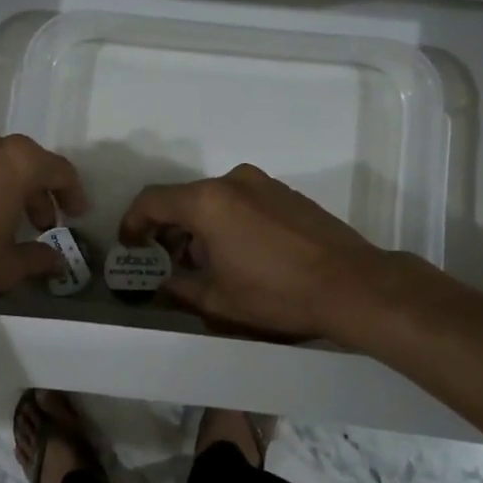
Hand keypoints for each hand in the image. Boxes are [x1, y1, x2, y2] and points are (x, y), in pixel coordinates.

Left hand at [0, 125, 85, 302]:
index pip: (60, 170)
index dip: (72, 194)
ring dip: (0, 181)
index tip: (76, 214)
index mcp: (18, 162)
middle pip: (24, 161)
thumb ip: (37, 259)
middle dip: (36, 191)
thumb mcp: (5, 267)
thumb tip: (58, 262)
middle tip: (39, 222)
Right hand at [118, 164, 385, 340]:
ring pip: (216, 200)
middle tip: (167, 262)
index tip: (130, 245)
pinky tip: (241, 254)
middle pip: (185, 199)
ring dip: (201, 226)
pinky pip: (243, 201)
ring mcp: (264, 184)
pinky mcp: (287, 194)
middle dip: (170, 229)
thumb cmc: (277, 294)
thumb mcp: (219, 301)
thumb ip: (182, 288)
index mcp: (208, 201)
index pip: (153, 200)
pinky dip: (229, 221)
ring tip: (206, 263)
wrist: (352, 284)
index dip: (133, 222)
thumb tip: (167, 282)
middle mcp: (233, 181)